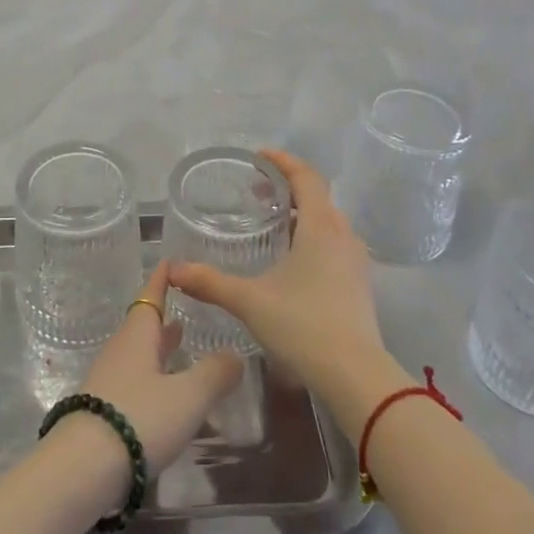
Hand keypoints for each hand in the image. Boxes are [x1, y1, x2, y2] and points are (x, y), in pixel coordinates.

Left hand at [70, 263, 243, 479]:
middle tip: (183, 306)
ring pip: (137, 353)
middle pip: (143, 325)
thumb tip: (236, 354)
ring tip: (178, 342)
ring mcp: (107, 380)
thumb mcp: (188, 396)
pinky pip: (132, 380)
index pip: (151, 296)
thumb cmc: (140, 418)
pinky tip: (164, 391)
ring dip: (158, 347)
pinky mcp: (102, 409)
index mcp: (138, 336)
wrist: (83, 468)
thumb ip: (215, 373)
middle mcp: (120, 351)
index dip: (162, 279)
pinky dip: (151, 375)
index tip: (169, 261)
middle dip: (164, 316)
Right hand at [168, 149, 385, 405]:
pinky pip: (336, 244)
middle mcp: (343, 236)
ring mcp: (356, 261)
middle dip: (289, 188)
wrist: (356, 377)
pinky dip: (314, 237)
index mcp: (321, 227)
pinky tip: (294, 261)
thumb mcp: (250, 301)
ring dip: (303, 214)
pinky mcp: (360, 284)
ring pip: (329, 222)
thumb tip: (174, 269)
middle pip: (318, 197)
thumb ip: (211, 282)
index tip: (259, 156)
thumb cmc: (303, 325)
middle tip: (259, 192)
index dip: (283, 161)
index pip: (306, 177)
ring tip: (275, 224)